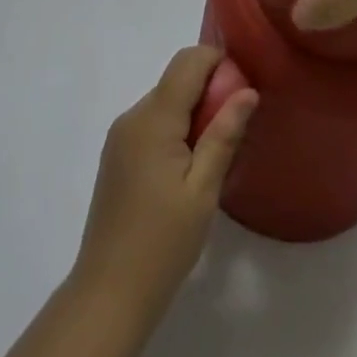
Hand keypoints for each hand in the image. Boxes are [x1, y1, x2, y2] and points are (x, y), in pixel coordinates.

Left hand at [71, 47, 257, 324]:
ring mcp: (120, 135)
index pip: (188, 61)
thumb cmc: (162, 243)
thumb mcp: (203, 191)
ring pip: (164, 100)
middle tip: (236, 126)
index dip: (218, 62)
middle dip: (209, 88)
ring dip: (192, 110)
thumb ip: (224, 134)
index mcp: (153, 118)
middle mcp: (133, 115)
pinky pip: (151, 122)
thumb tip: (248, 91)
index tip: (244, 88)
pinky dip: (175, 127)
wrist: (108, 294)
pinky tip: (188, 166)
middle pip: (176, 79)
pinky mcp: (116, 154)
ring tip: (215, 152)